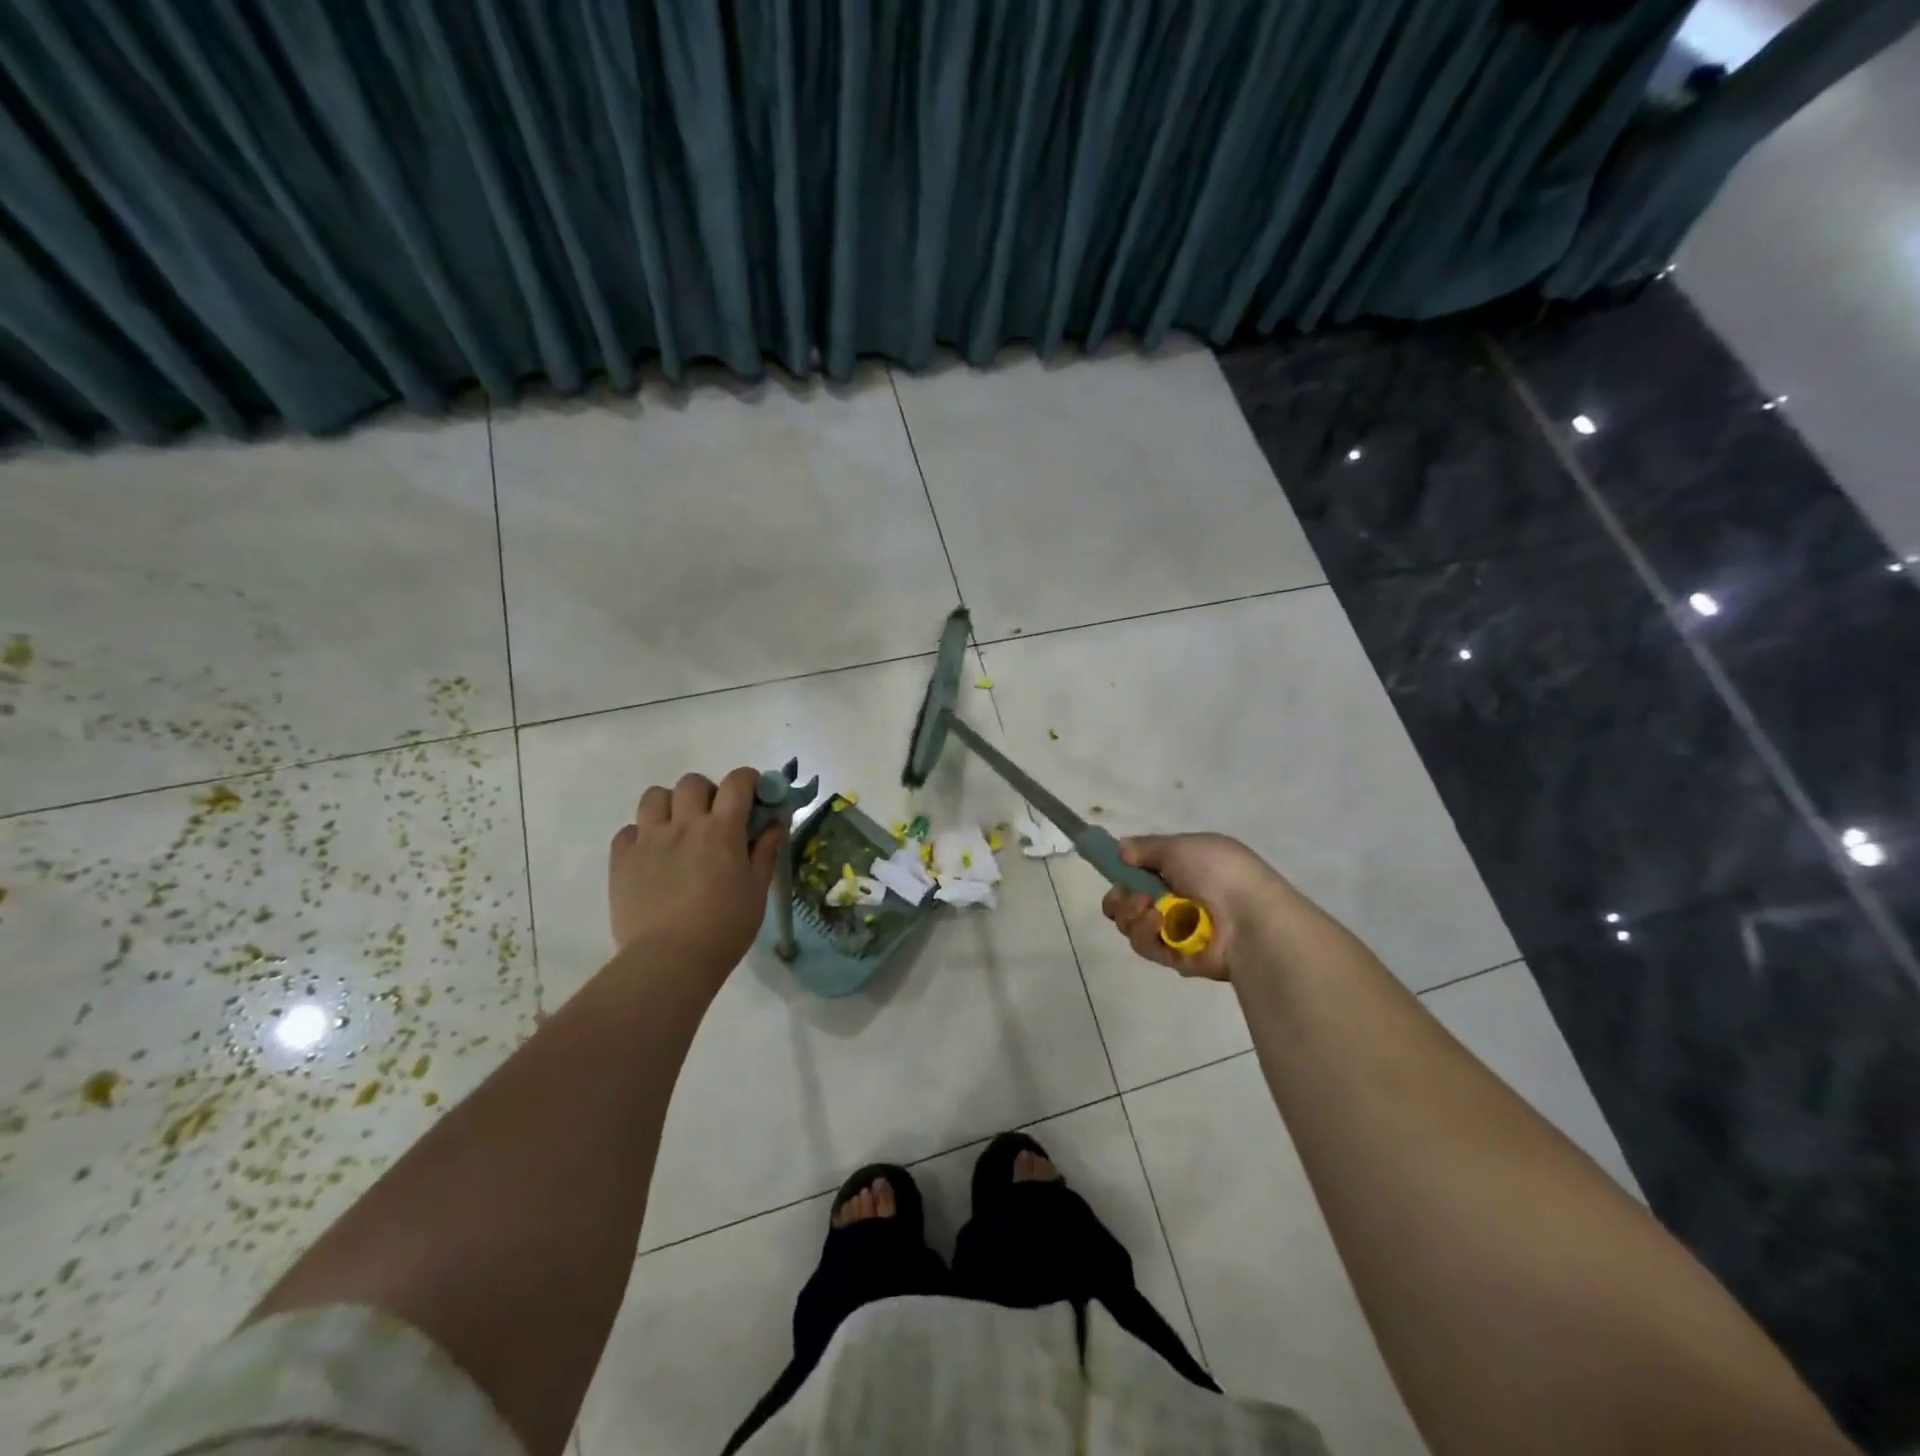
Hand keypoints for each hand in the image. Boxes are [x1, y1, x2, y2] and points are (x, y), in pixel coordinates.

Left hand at [607, 767, 786, 988]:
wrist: (670, 960)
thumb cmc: (725, 926)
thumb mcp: (757, 888)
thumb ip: (766, 849)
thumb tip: (777, 820)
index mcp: (722, 829)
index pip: (737, 782)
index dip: (748, 781)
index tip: (754, 796)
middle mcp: (684, 824)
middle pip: (693, 782)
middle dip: (707, 792)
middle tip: (714, 818)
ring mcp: (648, 839)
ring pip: (654, 796)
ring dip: (670, 805)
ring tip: (678, 830)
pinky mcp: (621, 860)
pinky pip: (628, 830)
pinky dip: (641, 835)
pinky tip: (652, 856)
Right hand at [1101, 833, 1289, 981]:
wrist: (1249, 919)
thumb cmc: (1217, 873)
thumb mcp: (1179, 846)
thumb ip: (1146, 847)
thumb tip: (1122, 849)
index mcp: (1186, 869)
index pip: (1145, 872)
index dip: (1126, 871)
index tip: (1117, 869)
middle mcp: (1180, 899)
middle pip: (1131, 901)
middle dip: (1120, 898)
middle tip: (1126, 895)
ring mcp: (1178, 930)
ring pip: (1133, 924)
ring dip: (1131, 913)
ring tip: (1147, 909)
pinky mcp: (1176, 957)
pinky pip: (1146, 945)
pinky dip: (1145, 933)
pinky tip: (1157, 924)